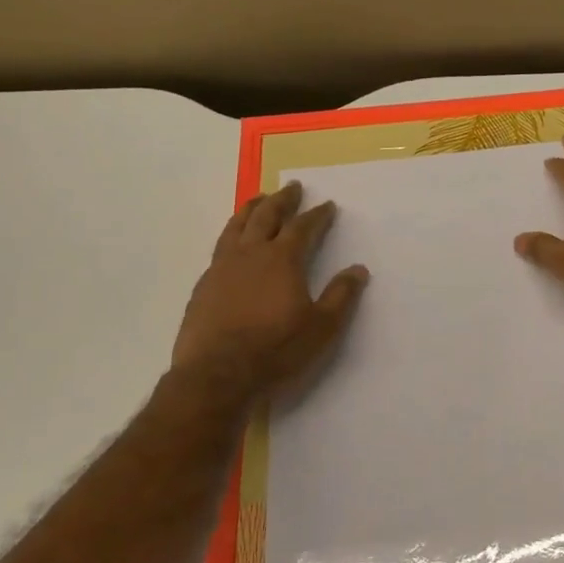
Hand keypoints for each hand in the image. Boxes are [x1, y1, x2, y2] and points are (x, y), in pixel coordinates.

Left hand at [171, 181, 369, 399]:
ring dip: (251, 208)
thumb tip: (359, 269)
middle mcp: (251, 254)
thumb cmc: (276, 350)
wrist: (217, 375)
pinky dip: (231, 234)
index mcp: (283, 260)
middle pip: (267, 215)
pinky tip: (232, 242)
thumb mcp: (322, 327)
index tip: (327, 205)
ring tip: (258, 199)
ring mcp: (222, 267)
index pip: (303, 227)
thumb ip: (341, 296)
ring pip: (237, 225)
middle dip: (282, 199)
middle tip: (292, 187)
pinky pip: (220, 247)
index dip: (317, 215)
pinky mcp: (204, 285)